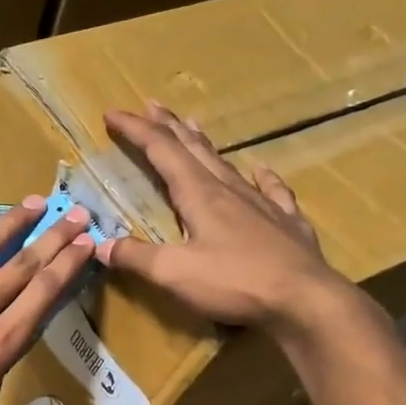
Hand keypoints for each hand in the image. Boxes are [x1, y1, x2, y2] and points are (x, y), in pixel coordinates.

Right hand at [98, 102, 348, 330]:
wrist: (304, 299)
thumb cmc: (234, 282)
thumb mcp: (173, 273)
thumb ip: (136, 257)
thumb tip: (101, 245)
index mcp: (199, 195)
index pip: (161, 151)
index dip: (135, 131)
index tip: (113, 113)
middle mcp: (229, 189)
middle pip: (193, 149)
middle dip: (168, 126)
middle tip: (151, 105)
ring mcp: (261, 203)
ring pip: (226, 163)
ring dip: (203, 143)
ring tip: (192, 125)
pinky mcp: (286, 222)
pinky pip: (271, 189)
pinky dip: (262, 175)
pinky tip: (260, 167)